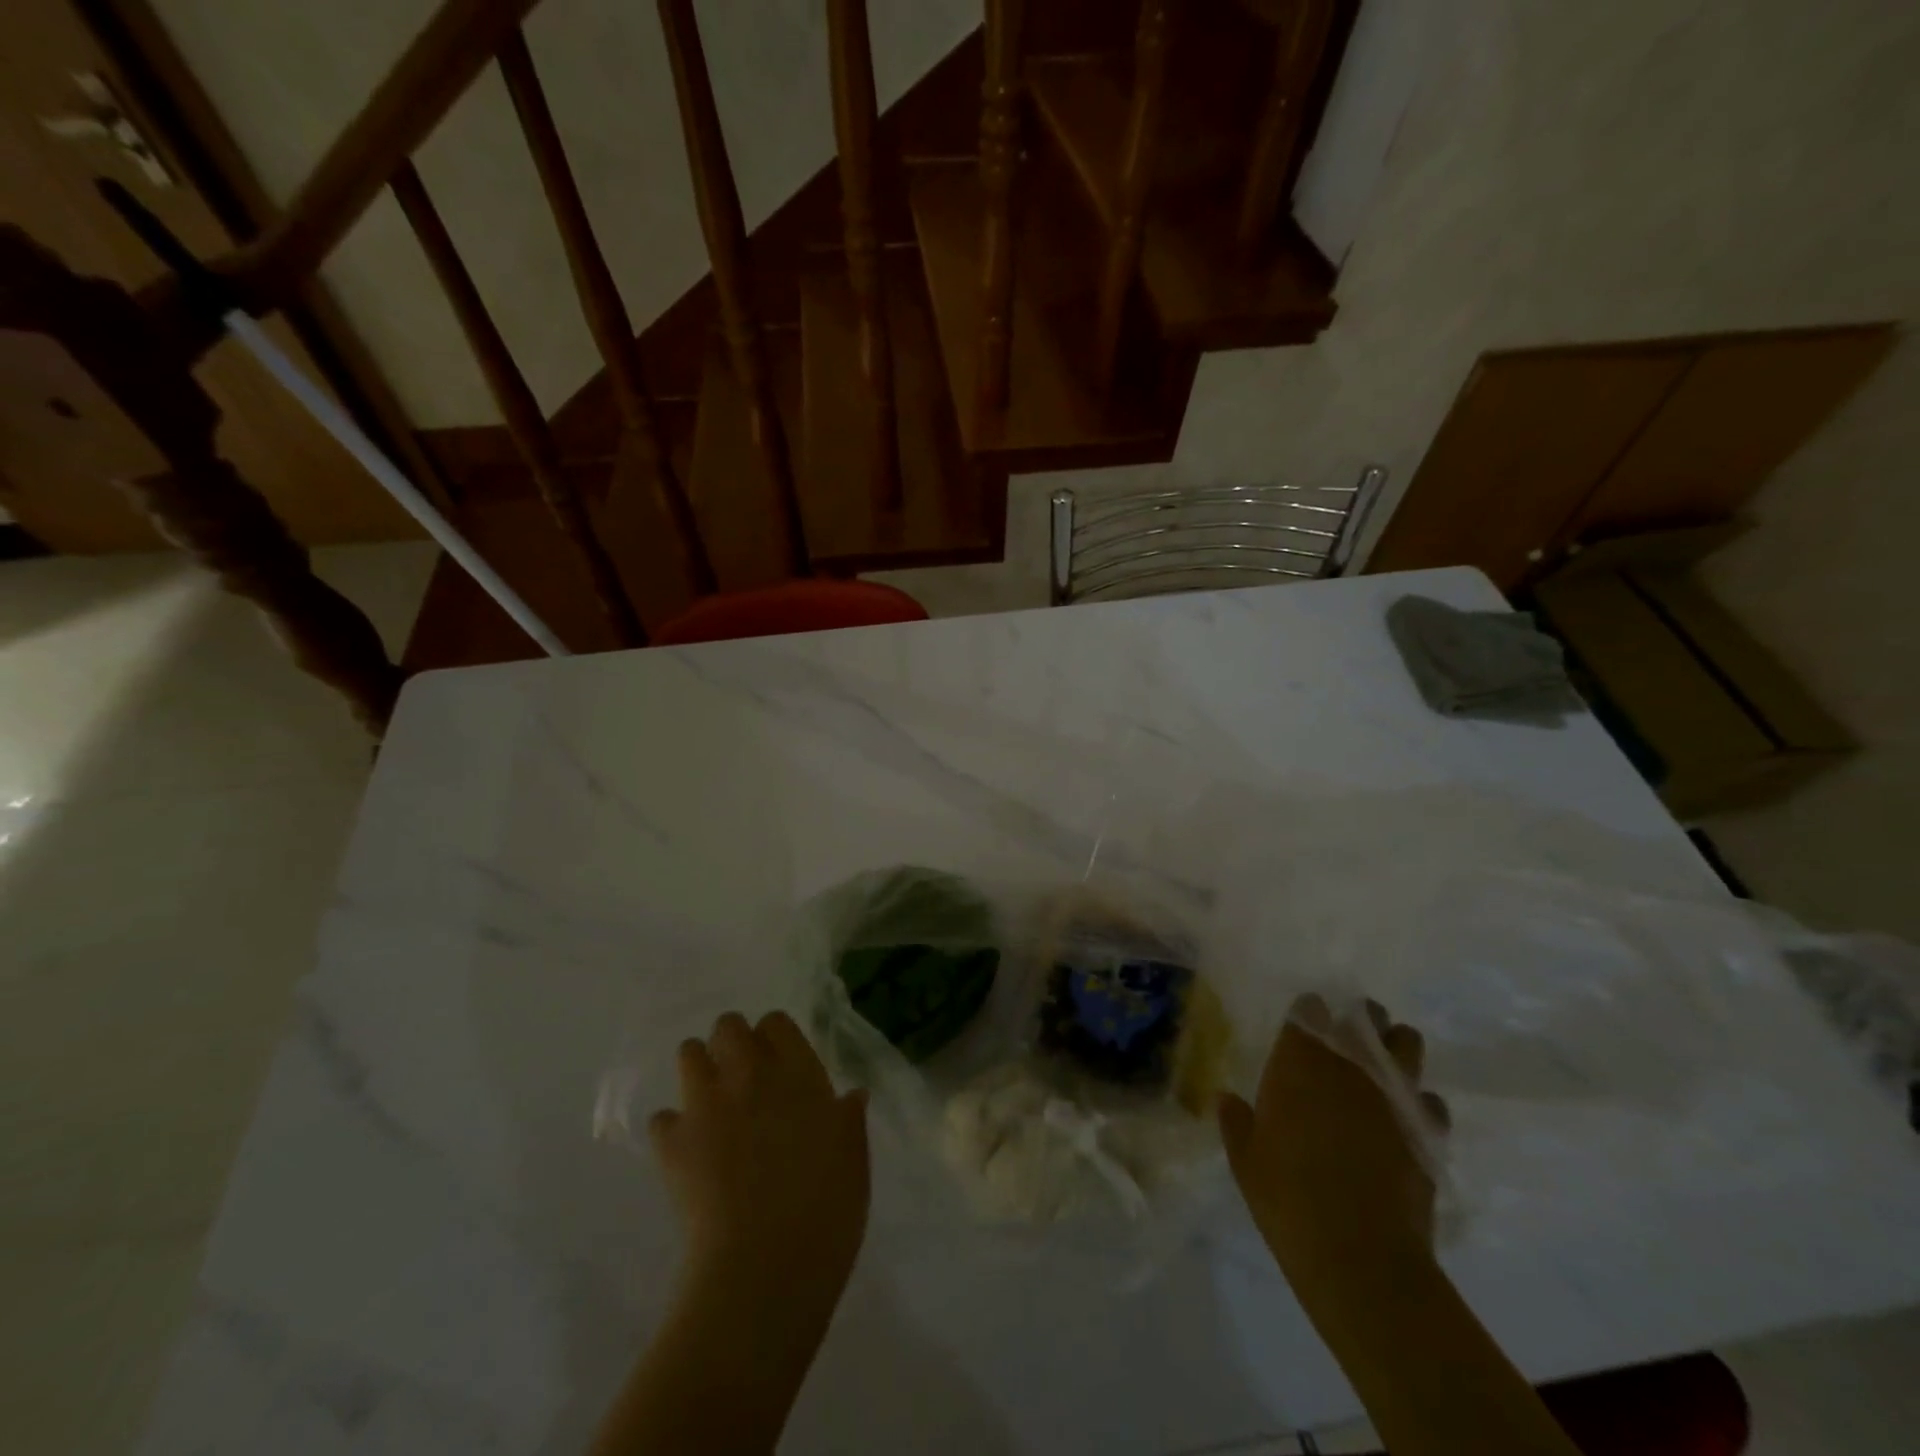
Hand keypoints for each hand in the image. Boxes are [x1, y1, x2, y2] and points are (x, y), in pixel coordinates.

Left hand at [650, 1011, 870, 1302]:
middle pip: (728, 1026)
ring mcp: (707, 1104)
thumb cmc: (826, 1209)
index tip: (780, 1064)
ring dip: (698, 1070)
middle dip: (731, 1043)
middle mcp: (750, 1074)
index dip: (774, 1038)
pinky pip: (663, 1118)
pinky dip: (673, 1129)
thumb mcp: (854, 1158)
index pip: (776, 1022)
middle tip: (742, 1078)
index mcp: (798, 1072)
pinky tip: (688, 1152)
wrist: (765, 1265)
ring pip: (689, 1054)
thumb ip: (848, 1119)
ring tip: (711, 1104)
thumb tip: (851, 1096)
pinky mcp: (673, 1142)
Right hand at [1219, 995, 1449, 1272]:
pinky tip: (1405, 1119)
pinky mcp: (1428, 1132)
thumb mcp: (1246, 1160)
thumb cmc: (1288, 1197)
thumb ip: (1236, 1121)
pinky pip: (1430, 1101)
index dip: (1308, 1014)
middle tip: (1347, 1039)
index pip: (1309, 1011)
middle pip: (1365, 1017)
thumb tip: (1225, 1099)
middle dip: (1359, 1020)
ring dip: (1395, 1048)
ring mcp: (1395, 1096)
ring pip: (1407, 1045)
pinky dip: (1419, 1102)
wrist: (1361, 1256)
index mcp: (1300, 1062)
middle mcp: (1351, 1066)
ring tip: (1383, 1066)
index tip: (1303, 1026)